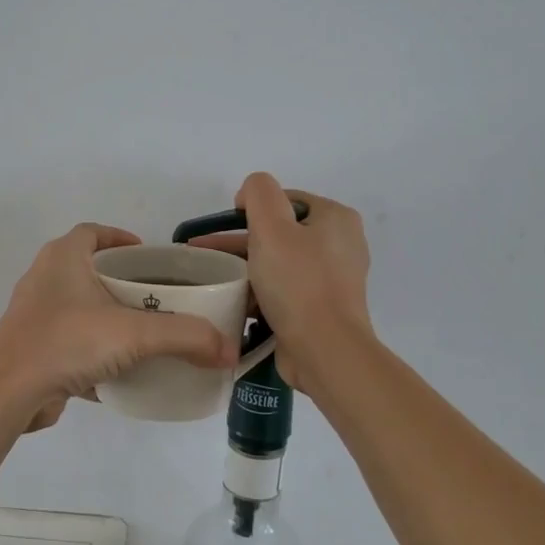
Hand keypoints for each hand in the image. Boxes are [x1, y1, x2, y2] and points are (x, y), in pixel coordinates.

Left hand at [0, 224, 237, 433]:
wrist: (7, 393)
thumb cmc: (66, 342)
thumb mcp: (134, 334)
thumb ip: (185, 337)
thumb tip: (228, 350)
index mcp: (62, 258)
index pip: (92, 232)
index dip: (119, 238)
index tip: (147, 255)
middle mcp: (44, 280)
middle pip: (87, 270)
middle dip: (120, 282)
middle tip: (156, 297)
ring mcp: (34, 317)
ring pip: (78, 309)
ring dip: (107, 318)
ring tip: (143, 333)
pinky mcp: (32, 350)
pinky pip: (70, 343)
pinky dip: (94, 352)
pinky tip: (120, 372)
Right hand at [188, 174, 373, 396]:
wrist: (325, 351)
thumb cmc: (298, 283)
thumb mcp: (271, 226)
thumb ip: (258, 193)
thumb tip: (249, 195)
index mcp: (336, 219)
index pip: (285, 200)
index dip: (251, 208)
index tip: (224, 228)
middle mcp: (340, 245)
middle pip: (280, 232)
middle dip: (239, 241)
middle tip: (204, 254)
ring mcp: (332, 280)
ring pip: (278, 263)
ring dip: (245, 268)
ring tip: (211, 279)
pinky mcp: (321, 309)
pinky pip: (284, 291)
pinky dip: (259, 292)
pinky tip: (232, 301)